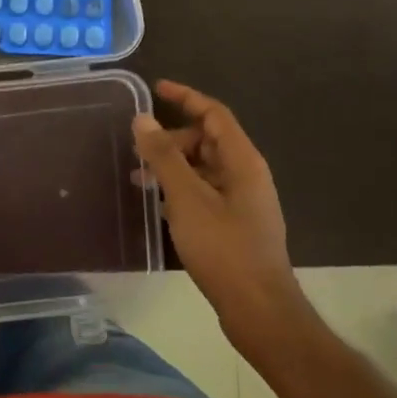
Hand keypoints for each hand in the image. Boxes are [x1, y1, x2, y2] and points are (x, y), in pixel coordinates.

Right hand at [132, 80, 299, 325]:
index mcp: (242, 161)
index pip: (214, 114)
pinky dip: (180, 189)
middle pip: (207, 140)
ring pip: (203, 168)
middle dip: (172, 139)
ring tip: (138, 178)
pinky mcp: (234, 225)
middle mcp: (246, 175)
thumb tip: (142, 119)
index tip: (156, 89)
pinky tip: (158, 204)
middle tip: (139, 150)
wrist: (258, 309)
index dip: (186, 97)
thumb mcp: (187, 198)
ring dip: (173, 166)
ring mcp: (242, 202)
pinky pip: (204, 192)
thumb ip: (164, 157)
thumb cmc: (223, 248)